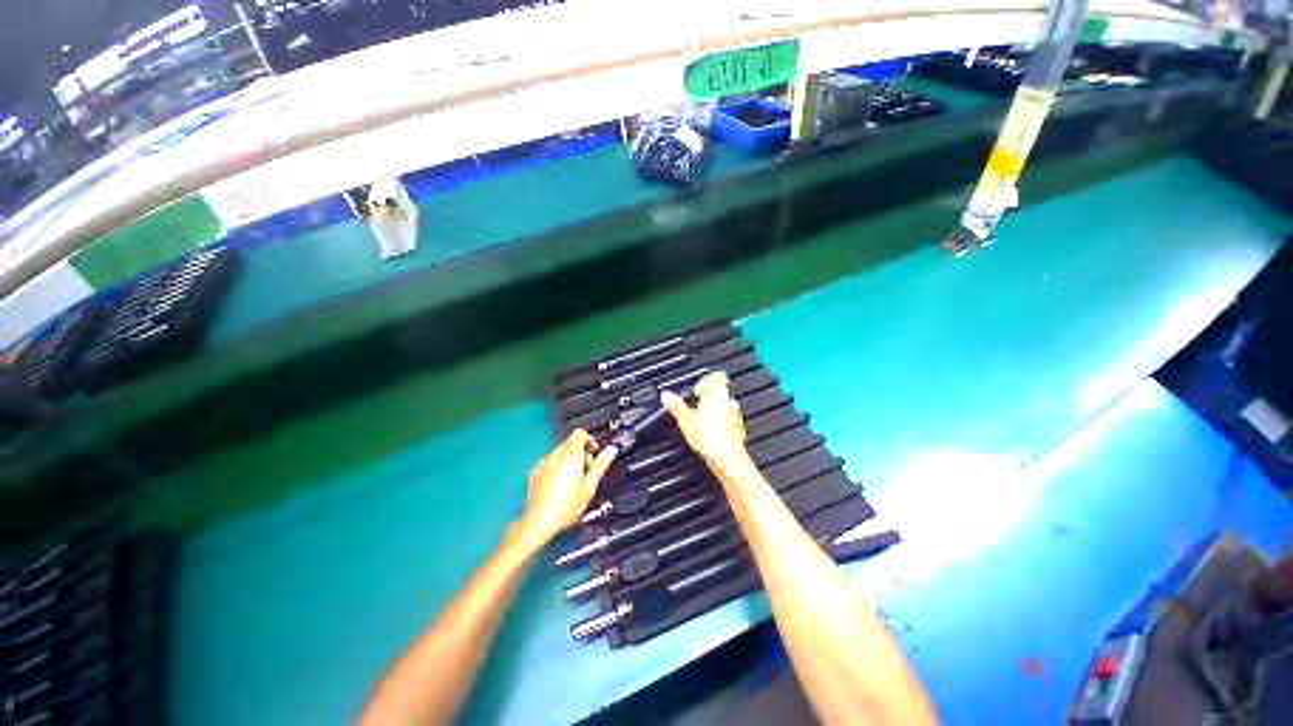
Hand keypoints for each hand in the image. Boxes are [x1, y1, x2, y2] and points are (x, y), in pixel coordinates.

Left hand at [520, 429, 617, 545]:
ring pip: (561, 453)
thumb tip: (612, 449)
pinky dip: (559, 467)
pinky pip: (551, 462)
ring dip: (570, 460)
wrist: (538, 523)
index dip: (590, 440)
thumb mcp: (589, 486)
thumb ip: (600, 465)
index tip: (594, 454)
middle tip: (588, 472)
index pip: (580, 433)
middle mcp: (555, 455)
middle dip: (582, 453)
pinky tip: (561, 487)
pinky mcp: (535, 473)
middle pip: (571, 443)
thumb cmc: (567, 506)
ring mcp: (543, 463)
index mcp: (570, 455)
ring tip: (575, 481)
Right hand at [661, 371, 750, 468]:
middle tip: (692, 408)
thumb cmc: (707, 436)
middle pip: (719, 393)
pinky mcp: (739, 432)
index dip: (705, 381)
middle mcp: (730, 402)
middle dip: (706, 399)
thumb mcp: (685, 419)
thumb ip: (676, 405)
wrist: (728, 460)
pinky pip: (728, 422)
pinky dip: (719, 425)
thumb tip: (666, 395)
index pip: (717, 376)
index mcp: (718, 394)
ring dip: (712, 412)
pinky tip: (708, 435)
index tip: (695, 392)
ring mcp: (736, 417)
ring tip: (698, 423)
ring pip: (724, 408)